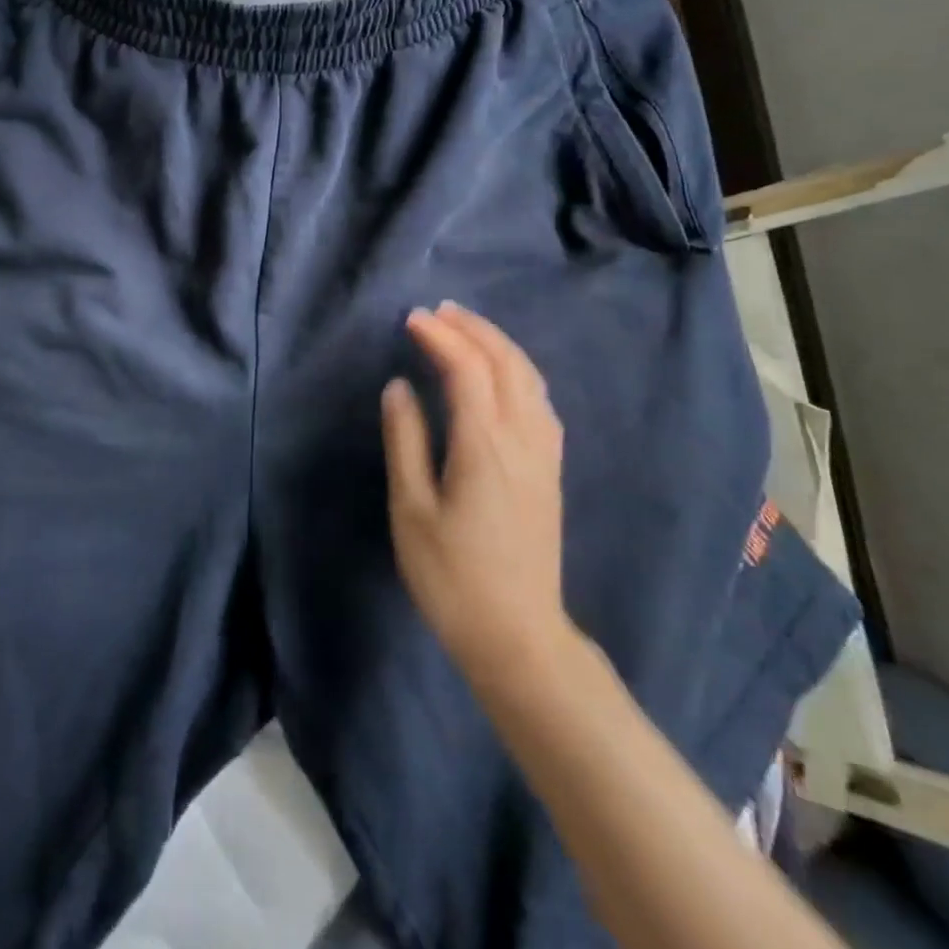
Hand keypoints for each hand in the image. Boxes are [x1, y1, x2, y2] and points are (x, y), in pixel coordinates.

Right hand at [382, 302, 577, 683]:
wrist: (518, 637)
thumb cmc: (453, 577)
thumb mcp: (412, 510)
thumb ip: (405, 441)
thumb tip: (399, 387)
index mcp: (485, 445)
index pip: (467, 369)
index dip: (440, 337)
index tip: (412, 319)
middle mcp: (523, 439)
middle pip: (507, 363)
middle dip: (474, 329)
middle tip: (439, 311)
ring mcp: (544, 455)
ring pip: (530, 379)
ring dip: (498, 345)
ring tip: (466, 330)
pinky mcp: (550, 471)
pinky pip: (539, 400)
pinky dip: (516, 370)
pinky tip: (500, 376)